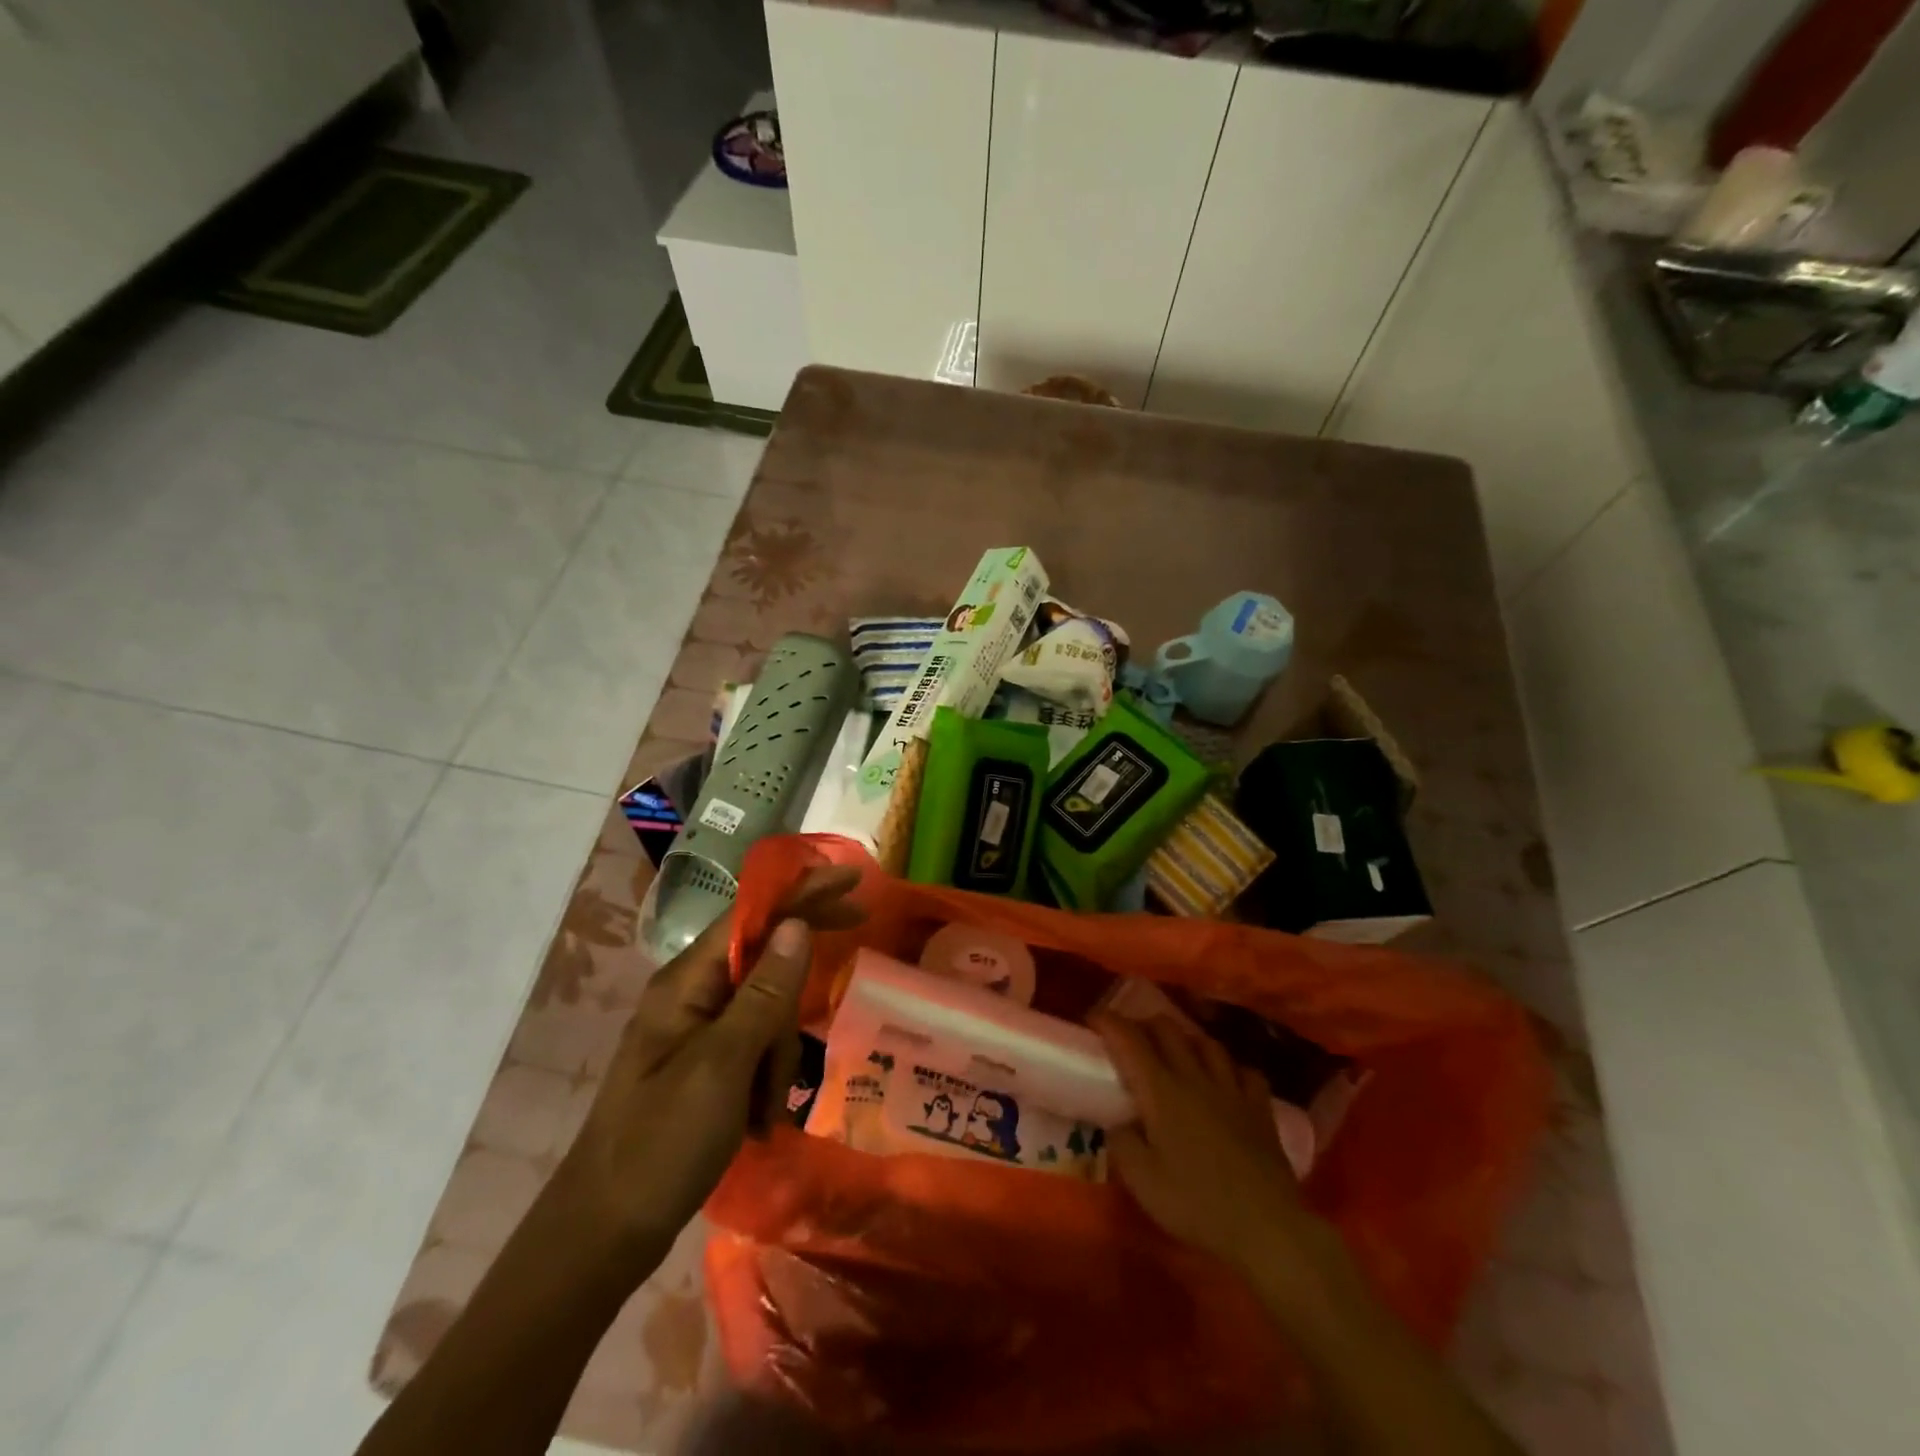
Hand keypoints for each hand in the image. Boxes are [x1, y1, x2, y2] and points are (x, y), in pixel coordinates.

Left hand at [557, 865, 863, 1263]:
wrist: (602, 1235)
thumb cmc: (661, 1145)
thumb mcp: (722, 1066)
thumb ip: (763, 993)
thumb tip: (797, 924)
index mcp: (686, 983)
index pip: (752, 915)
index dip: (802, 891)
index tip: (852, 879)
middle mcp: (690, 995)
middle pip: (763, 957)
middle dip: (798, 977)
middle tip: (858, 932)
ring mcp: (696, 1032)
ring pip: (765, 1011)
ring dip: (778, 1054)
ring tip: (765, 1110)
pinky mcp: (704, 1066)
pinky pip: (754, 1048)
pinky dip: (766, 1078)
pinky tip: (759, 1121)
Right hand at [1095, 1011, 1327, 1278]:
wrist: (1267, 1228)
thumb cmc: (1197, 1204)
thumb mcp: (1142, 1182)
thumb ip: (1121, 1144)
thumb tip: (1117, 1123)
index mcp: (1162, 1091)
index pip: (1130, 1039)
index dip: (1108, 1022)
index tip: (1092, 1018)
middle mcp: (1195, 1077)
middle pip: (1167, 1029)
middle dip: (1144, 1024)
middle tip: (1130, 1039)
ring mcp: (1232, 1088)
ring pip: (1206, 1042)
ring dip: (1185, 1039)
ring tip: (1176, 1052)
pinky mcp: (1260, 1107)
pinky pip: (1244, 1070)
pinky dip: (1229, 1068)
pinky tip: (1225, 1080)